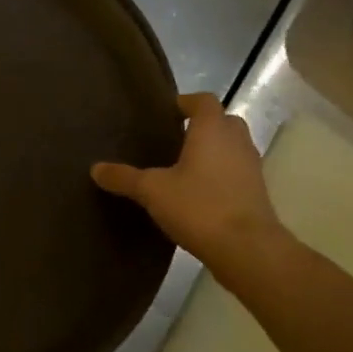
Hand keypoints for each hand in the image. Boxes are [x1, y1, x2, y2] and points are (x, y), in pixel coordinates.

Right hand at [91, 92, 283, 277]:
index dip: (186, 102)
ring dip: (213, 151)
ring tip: (183, 166)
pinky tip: (198, 193)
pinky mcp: (257, 193)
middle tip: (174, 138)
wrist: (247, 250)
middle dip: (202, 125)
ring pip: (232, 147)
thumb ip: (124, 177)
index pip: (204, 101)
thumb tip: (95, 168)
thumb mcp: (152, 191)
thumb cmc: (199, 206)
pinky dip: (221, 175)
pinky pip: (237, 172)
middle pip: (223, 121)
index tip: (167, 112)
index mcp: (212, 130)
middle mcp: (236, 142)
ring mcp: (251, 168)